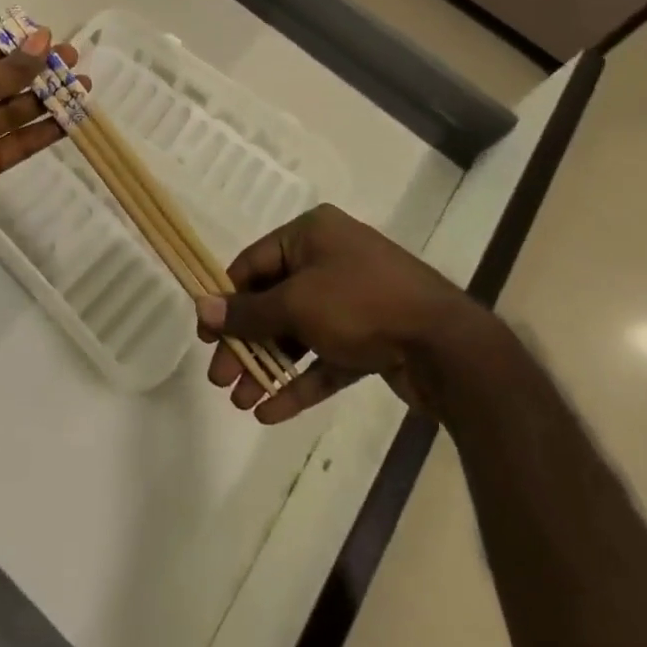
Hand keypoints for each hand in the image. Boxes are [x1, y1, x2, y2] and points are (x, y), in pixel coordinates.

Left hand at [0, 27, 83, 275]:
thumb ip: (10, 68)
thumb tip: (43, 38)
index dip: (12, 42)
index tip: (48, 38)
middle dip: (35, 68)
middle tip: (73, 58)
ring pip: (11, 109)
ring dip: (46, 98)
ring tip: (84, 84)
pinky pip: (16, 141)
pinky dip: (42, 131)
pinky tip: (73, 119)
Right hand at [197, 204, 491, 424]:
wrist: (446, 345)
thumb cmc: (361, 304)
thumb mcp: (297, 304)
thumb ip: (248, 312)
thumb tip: (200, 308)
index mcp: (311, 234)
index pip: (254, 263)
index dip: (226, 299)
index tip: (205, 337)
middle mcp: (330, 259)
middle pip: (273, 301)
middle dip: (246, 342)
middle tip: (219, 380)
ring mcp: (352, 300)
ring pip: (298, 333)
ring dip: (268, 365)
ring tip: (240, 402)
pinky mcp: (369, 338)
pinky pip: (324, 358)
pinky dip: (299, 382)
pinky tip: (270, 411)